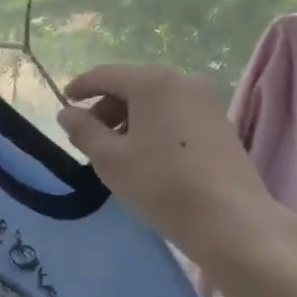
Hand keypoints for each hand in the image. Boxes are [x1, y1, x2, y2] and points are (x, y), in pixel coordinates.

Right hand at [56, 64, 296, 286]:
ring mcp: (206, 100)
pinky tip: (147, 154)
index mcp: (152, 81)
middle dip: (106, 106)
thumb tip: (67, 112)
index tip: (63, 104)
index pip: (105, 75)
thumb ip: (83, 130)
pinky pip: (175, 112)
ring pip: (155, 99)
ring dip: (129, 117)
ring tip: (116, 150)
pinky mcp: (219, 122)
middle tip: (89, 136)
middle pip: (132, 84)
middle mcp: (182, 80)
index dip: (80, 87)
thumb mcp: (110, 159)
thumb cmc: (162, 185)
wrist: (232, 222)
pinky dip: (154, 124)